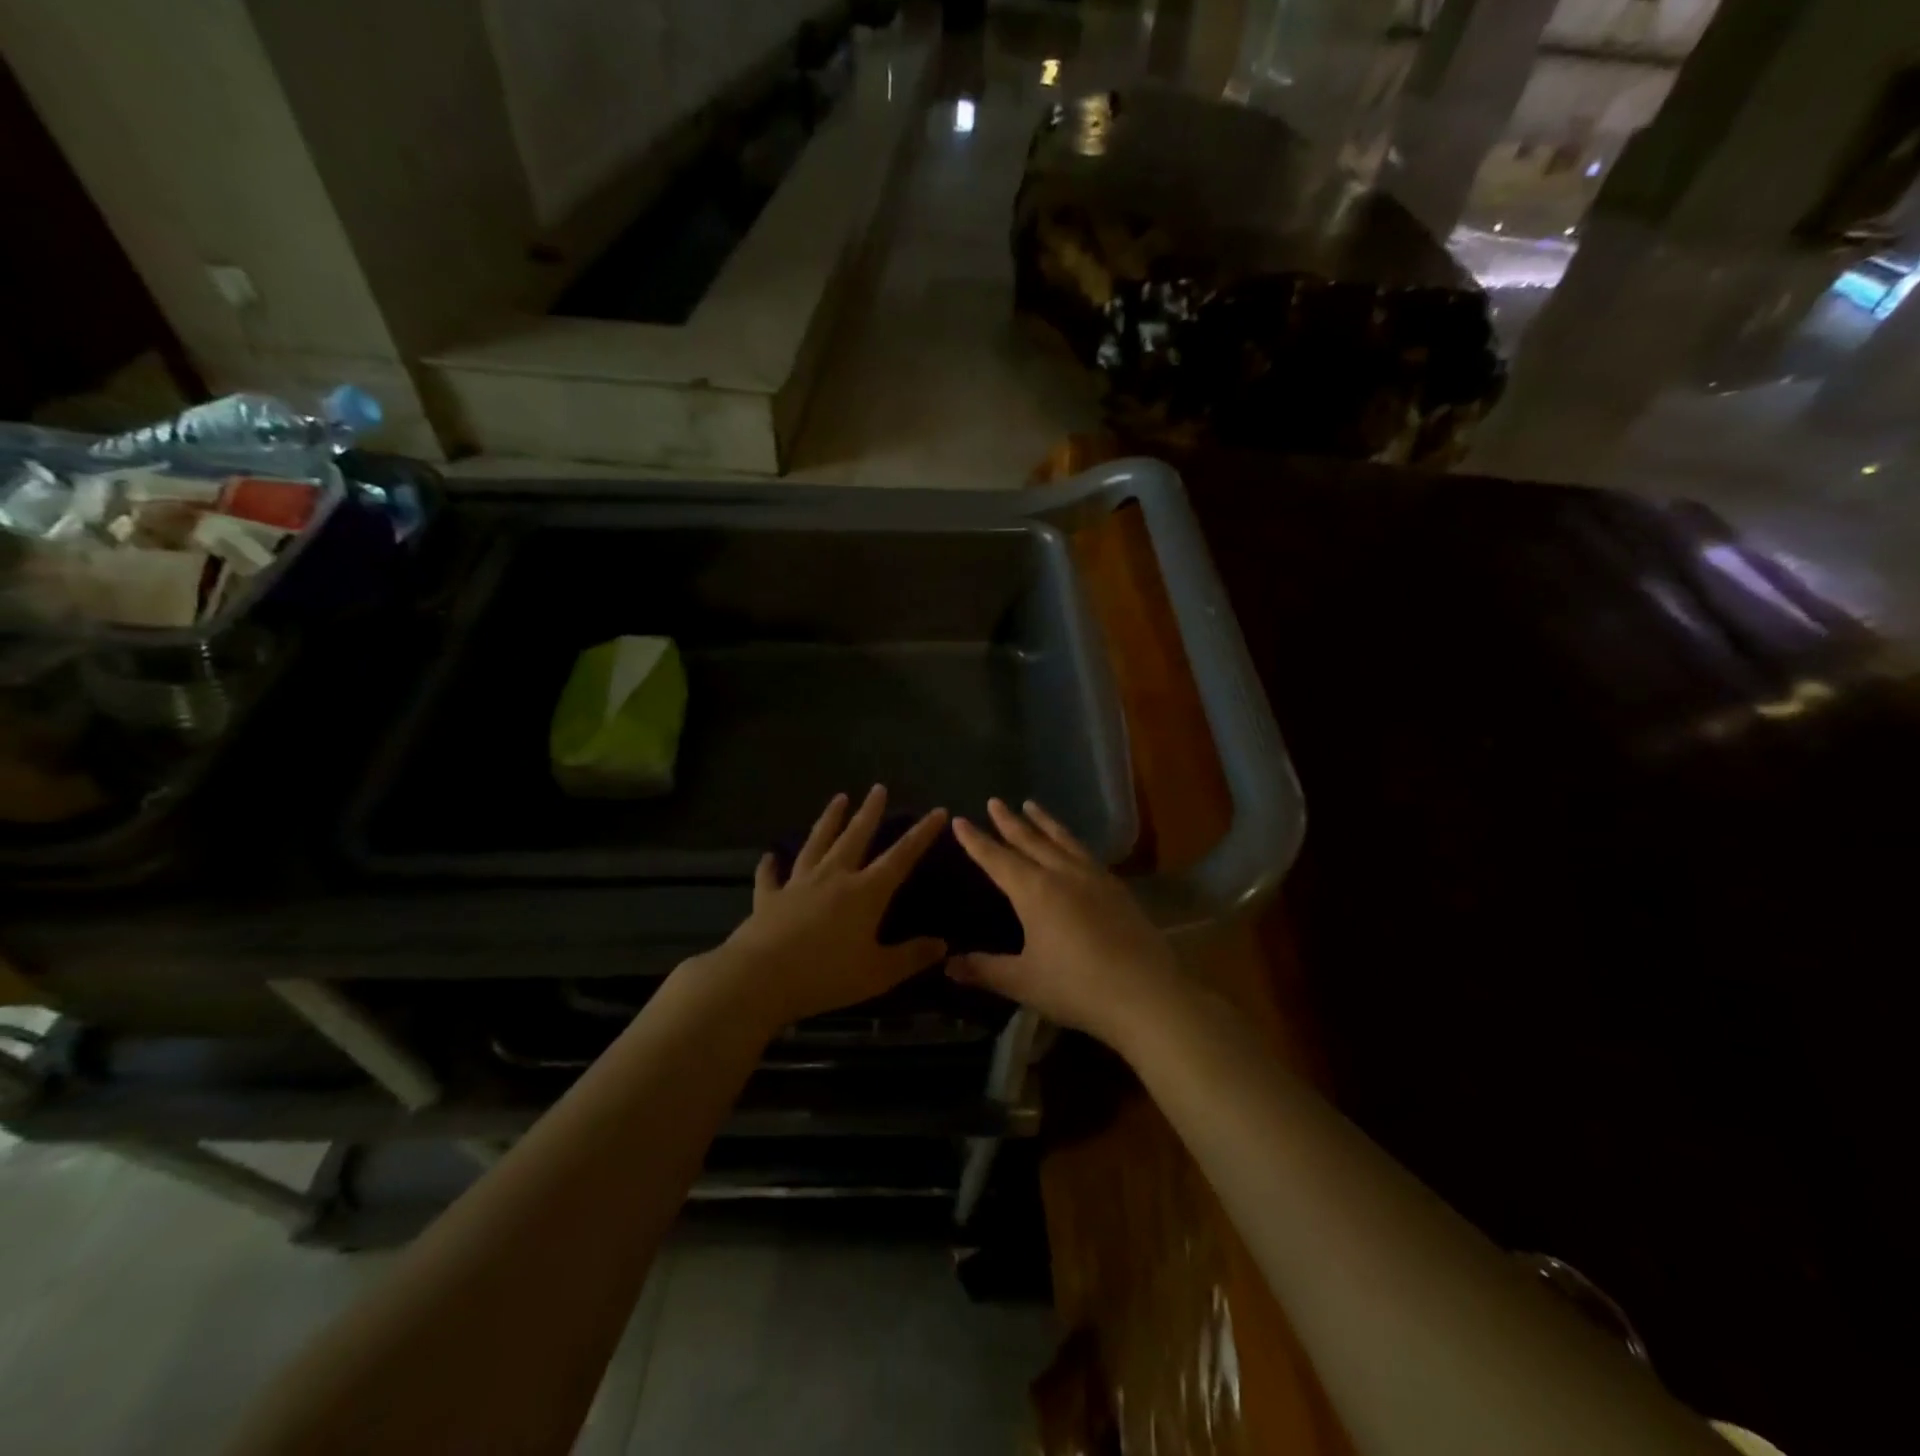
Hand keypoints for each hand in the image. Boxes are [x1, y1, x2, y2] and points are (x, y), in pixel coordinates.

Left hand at [703, 786, 948, 1028]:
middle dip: (870, 812)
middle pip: (855, 837)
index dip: (921, 834)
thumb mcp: (878, 973)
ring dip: (829, 820)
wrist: (760, 977)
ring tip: (838, 799)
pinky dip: (771, 865)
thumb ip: (911, 957)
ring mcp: (798, 884)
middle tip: (878, 788)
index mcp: (865, 892)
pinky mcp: (768, 898)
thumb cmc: (826, 975)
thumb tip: (943, 945)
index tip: (938, 812)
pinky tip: (770, 856)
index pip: (901, 857)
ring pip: (817, 843)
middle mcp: (833, 877)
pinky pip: (770, 877)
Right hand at [950, 798, 1181, 1044]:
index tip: (960, 820)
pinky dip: (1071, 841)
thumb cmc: (1077, 987)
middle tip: (994, 801)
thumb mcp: (1024, 981)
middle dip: (1009, 822)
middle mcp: (1062, 874)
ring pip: (1062, 840)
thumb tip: (948, 965)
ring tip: (1031, 805)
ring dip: (1044, 822)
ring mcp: (1094, 878)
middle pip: (1030, 841)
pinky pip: (1085, 853)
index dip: (976, 841)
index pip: (997, 859)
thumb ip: (985, 970)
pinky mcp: (1117, 889)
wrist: (1147, 994)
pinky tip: (1073, 846)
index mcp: (1034, 891)